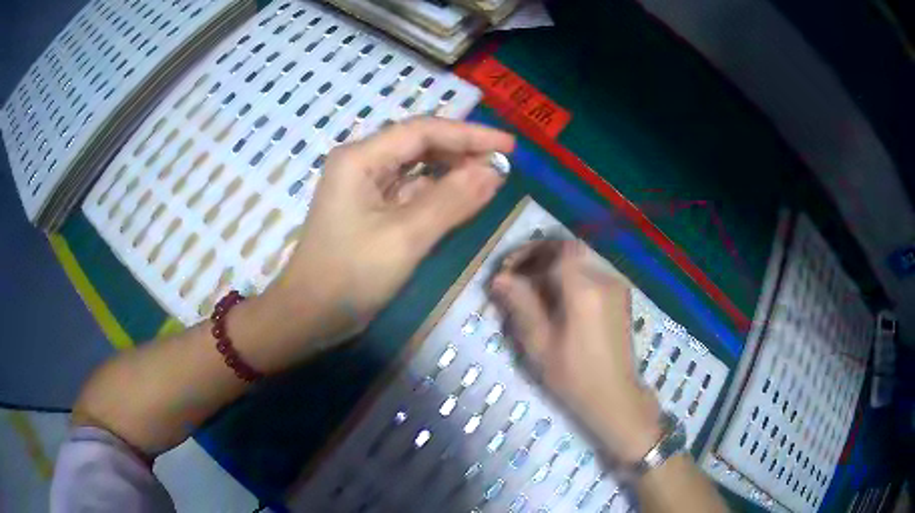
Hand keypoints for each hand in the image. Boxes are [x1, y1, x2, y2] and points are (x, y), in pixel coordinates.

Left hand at [258, 117, 513, 364]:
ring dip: (453, 172)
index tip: (510, 146)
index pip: (423, 131)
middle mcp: (362, 163)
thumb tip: (495, 171)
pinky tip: (463, 199)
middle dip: (462, 152)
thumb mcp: (405, 237)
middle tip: (504, 165)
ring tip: (491, 179)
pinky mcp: (371, 209)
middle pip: (420, 145)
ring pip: (417, 168)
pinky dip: (438, 194)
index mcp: (361, 158)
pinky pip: (411, 192)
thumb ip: (452, 200)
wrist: (310, 316)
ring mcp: (365, 187)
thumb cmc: (350, 275)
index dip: (470, 134)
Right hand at [490, 239, 661, 463]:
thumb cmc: (574, 376)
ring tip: (533, 286)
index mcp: (584, 290)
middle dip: (541, 255)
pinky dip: (570, 273)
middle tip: (518, 274)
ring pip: (581, 258)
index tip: (508, 269)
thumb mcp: (540, 344)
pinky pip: (591, 271)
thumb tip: (499, 278)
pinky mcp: (620, 295)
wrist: (615, 396)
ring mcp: (616, 285)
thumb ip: (521, 305)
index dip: (528, 252)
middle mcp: (604, 279)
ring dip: (555, 263)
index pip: (556, 250)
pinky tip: (556, 296)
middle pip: (570, 248)